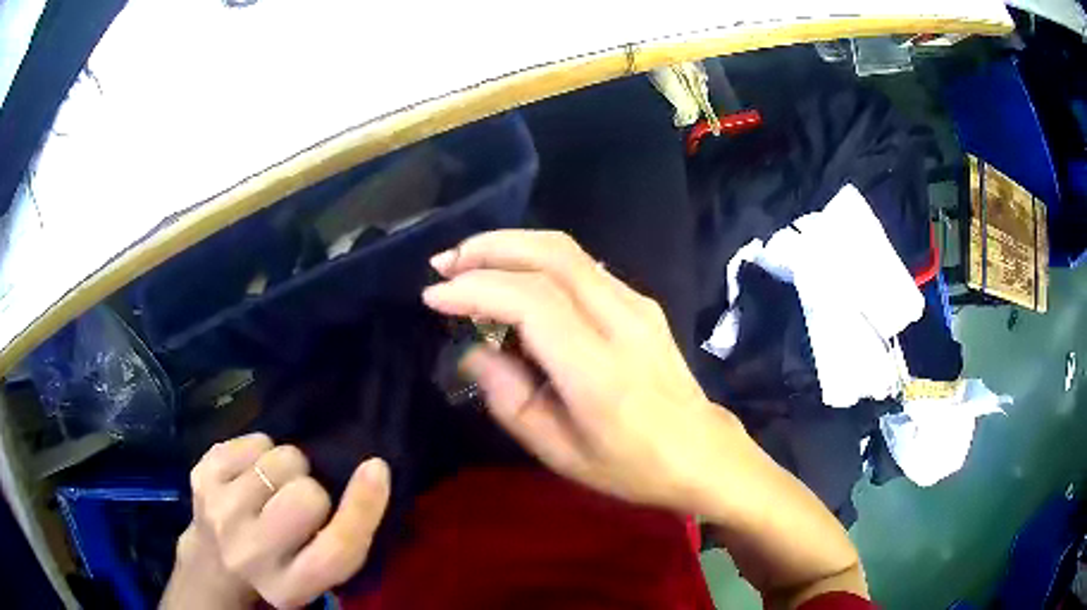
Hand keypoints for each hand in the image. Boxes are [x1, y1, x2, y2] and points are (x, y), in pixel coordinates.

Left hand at [163, 434, 389, 608]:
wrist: (211, 564)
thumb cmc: (276, 567)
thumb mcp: (314, 571)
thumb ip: (343, 537)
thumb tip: (371, 470)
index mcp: (290, 587)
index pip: (337, 549)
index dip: (363, 508)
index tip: (376, 468)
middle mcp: (251, 554)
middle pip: (307, 496)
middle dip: (311, 490)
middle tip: (297, 502)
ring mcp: (219, 511)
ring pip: (281, 459)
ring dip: (286, 469)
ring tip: (271, 489)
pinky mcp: (201, 475)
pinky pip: (255, 440)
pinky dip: (260, 452)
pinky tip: (249, 476)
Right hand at [422, 230, 735, 509]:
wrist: (701, 452)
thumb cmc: (630, 465)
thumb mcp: (559, 452)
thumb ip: (508, 397)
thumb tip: (471, 351)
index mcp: (598, 370)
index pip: (531, 302)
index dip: (476, 289)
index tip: (433, 296)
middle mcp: (621, 321)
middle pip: (550, 255)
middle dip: (488, 249)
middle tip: (443, 264)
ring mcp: (637, 304)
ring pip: (566, 250)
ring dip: (510, 245)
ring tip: (466, 262)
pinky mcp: (641, 301)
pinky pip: (581, 265)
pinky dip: (536, 258)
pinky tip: (511, 275)